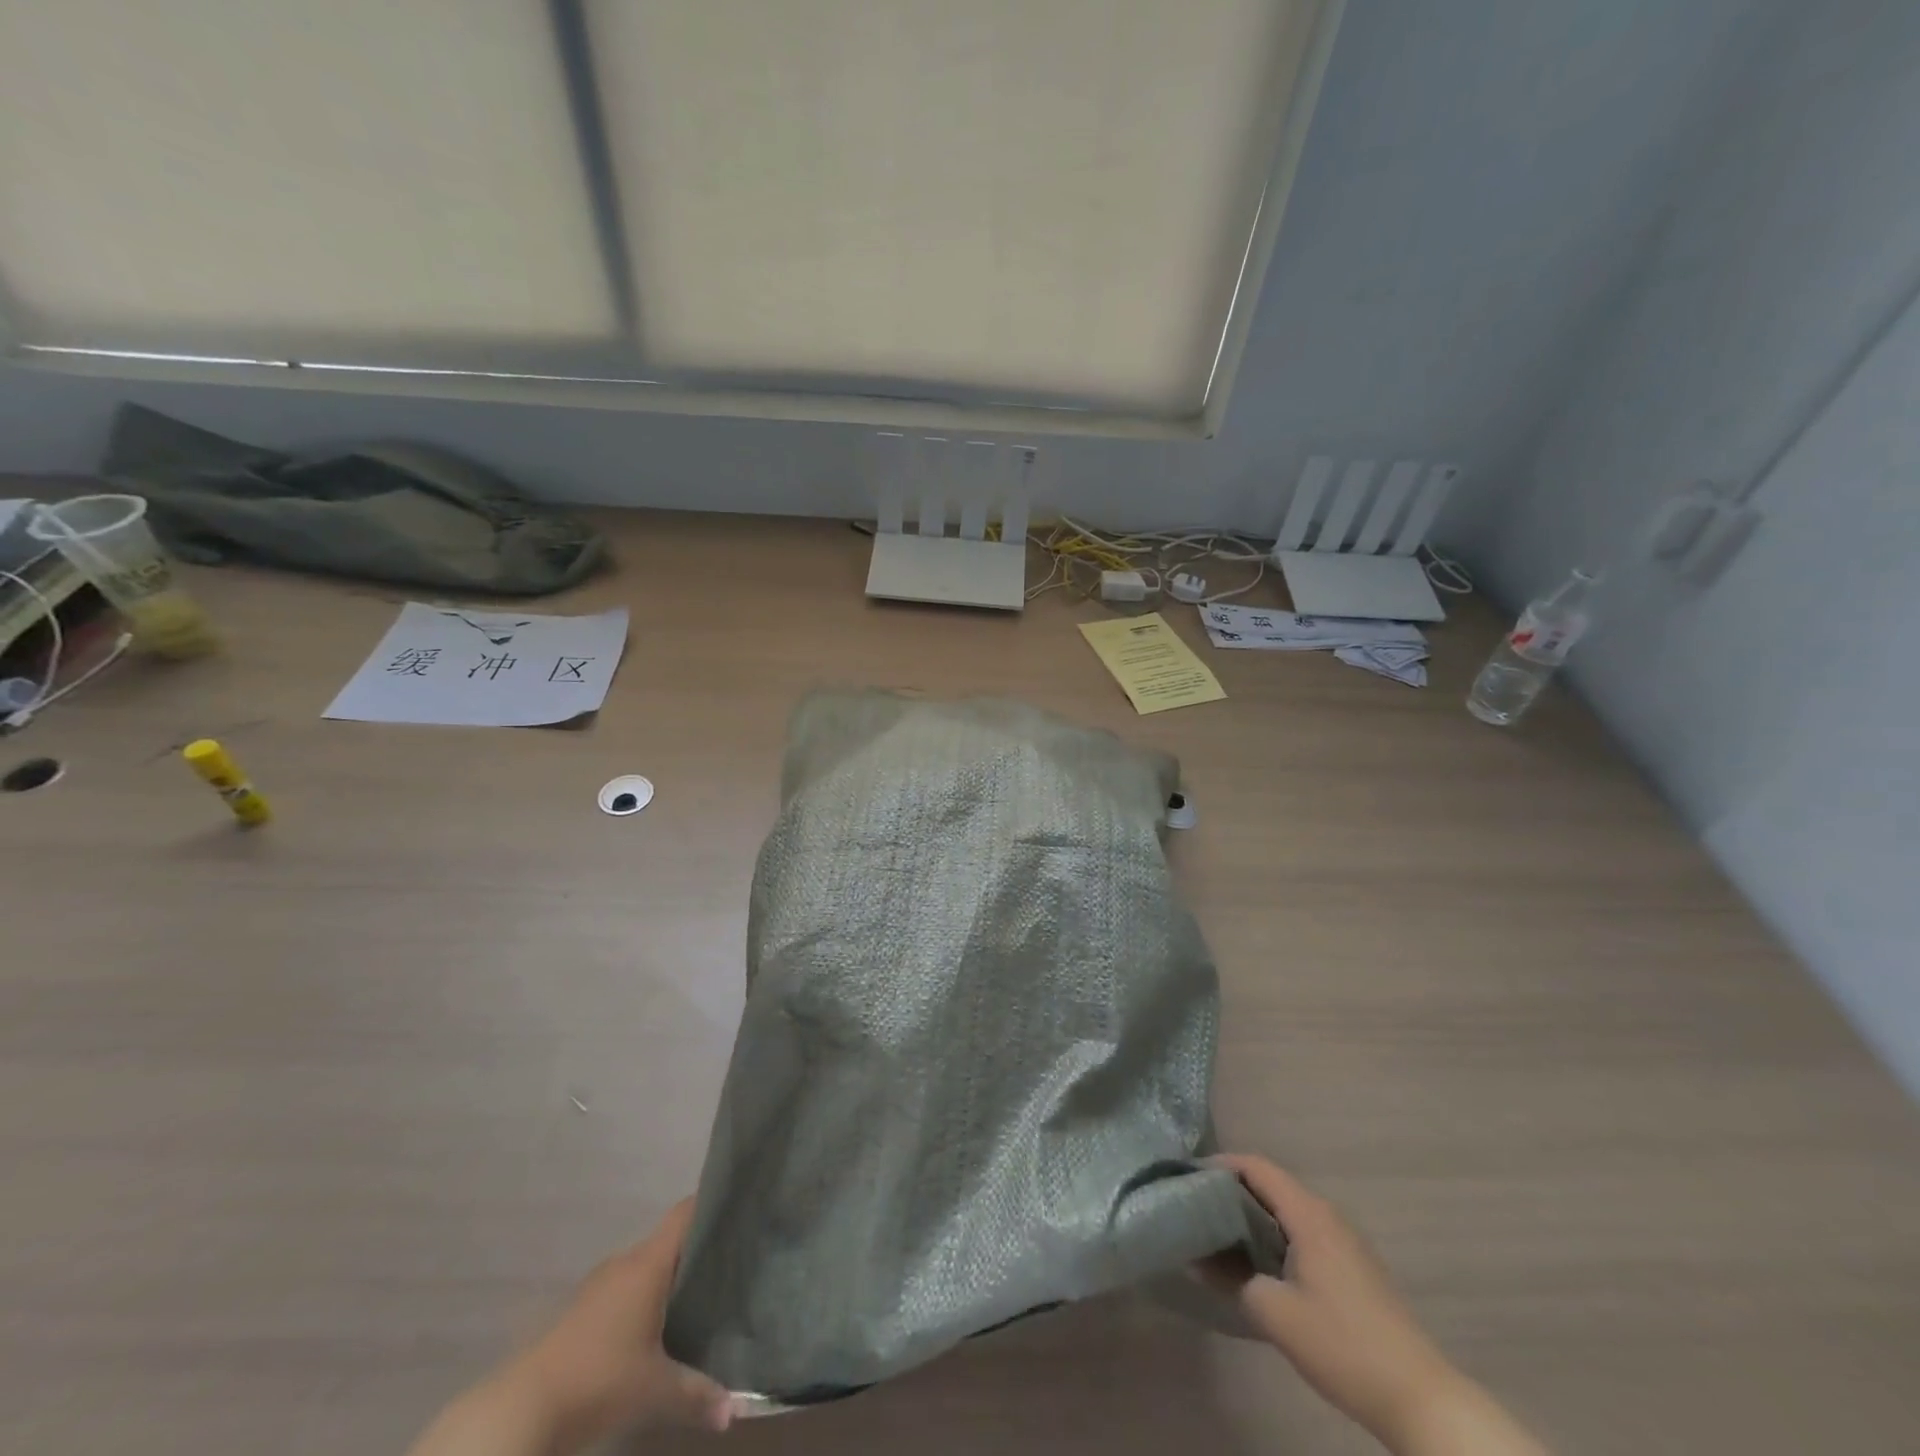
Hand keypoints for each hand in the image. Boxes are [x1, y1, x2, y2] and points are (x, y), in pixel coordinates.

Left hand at [406, 1200, 729, 1455]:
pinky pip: (624, 1292)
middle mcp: (625, 1262)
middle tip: (730, 1266)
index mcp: (649, 1262)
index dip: (711, 1204)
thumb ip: (697, 1394)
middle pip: (668, 1242)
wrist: (520, 1411)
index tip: (738, 1210)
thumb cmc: (598, 1380)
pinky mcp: (580, 1313)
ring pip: (644, 1269)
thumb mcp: (655, 1391)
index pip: (685, 1212)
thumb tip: (734, 1411)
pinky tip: (656, 1330)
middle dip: (696, 1252)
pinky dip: (643, 1302)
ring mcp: (598, 1286)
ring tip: (699, 1299)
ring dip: (667, 1280)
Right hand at [1201, 1156, 1544, 1455]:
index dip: (1219, 1165)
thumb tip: (1196, 1255)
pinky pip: (1302, 1230)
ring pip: (1286, 1209)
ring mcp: (1344, 1239)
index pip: (1256, 1166)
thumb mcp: (1274, 1313)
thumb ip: (1231, 1276)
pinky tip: (1259, 1262)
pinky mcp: (1353, 1265)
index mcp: (1308, 1214)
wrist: (1420, 1397)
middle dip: (1230, 1190)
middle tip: (1195, 1206)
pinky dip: (1273, 1233)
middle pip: (1270, 1184)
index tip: (1186, 1178)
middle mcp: (1326, 1214)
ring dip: (1252, 1214)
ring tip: (1218, 1233)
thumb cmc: (1343, 1345)